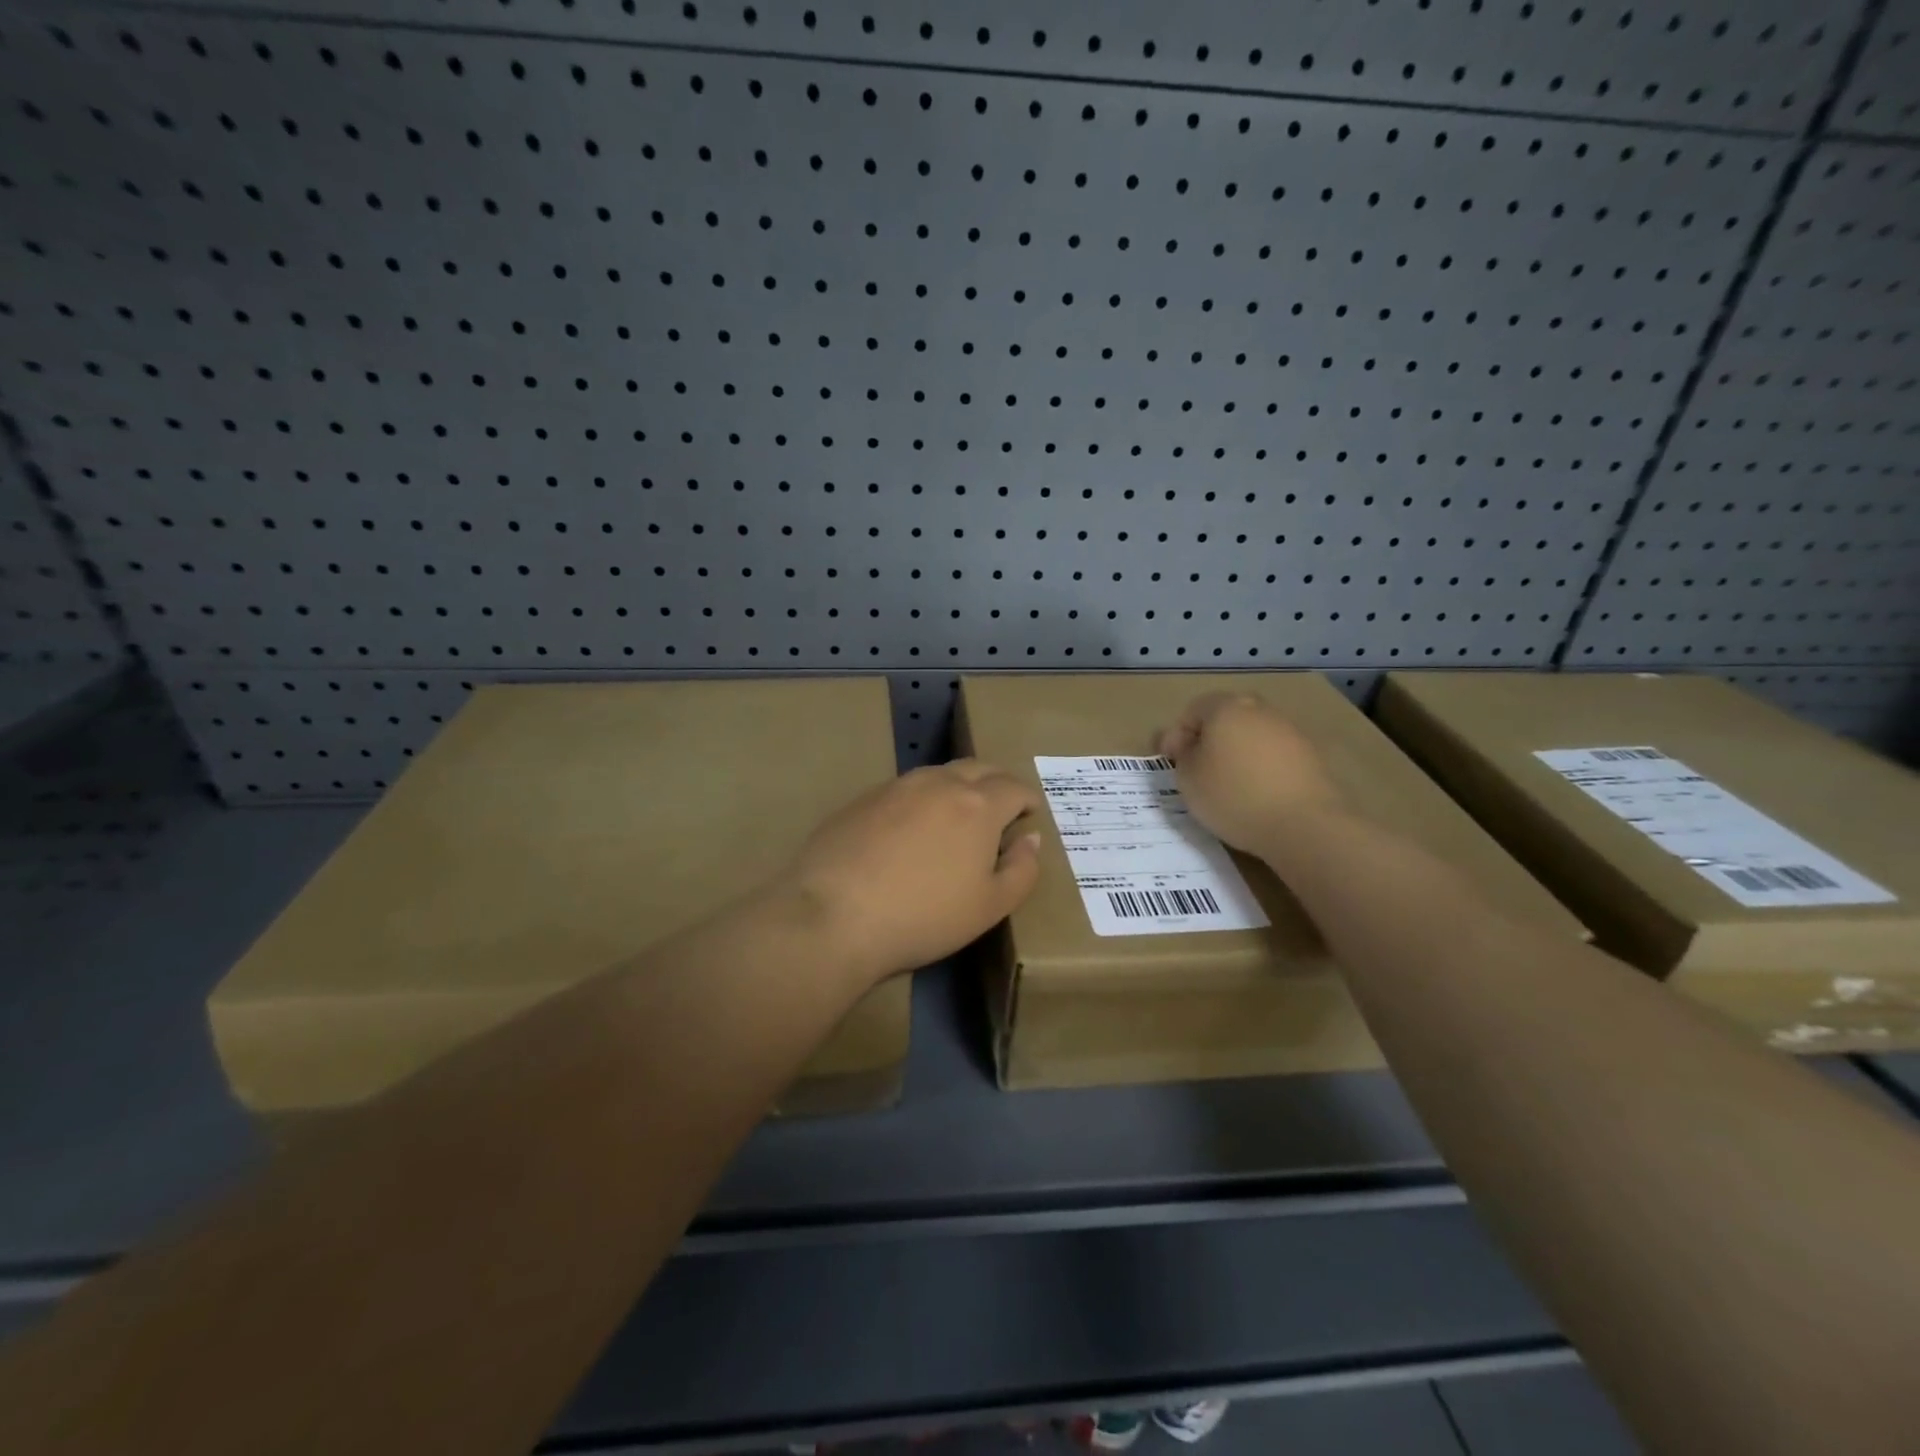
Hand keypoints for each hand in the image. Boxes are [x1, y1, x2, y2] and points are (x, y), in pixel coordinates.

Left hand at [777, 761, 1043, 983]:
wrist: (833, 915)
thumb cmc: (923, 916)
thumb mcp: (989, 907)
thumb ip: (1021, 869)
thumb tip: (1030, 838)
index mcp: (977, 805)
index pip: (1014, 787)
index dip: (1027, 799)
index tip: (1029, 814)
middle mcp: (939, 783)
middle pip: (978, 767)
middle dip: (997, 782)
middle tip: (1001, 807)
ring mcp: (896, 787)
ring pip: (938, 773)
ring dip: (958, 786)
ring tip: (957, 815)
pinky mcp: (862, 799)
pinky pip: (905, 789)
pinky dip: (921, 799)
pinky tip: (910, 829)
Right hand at [1156, 693, 1345, 851]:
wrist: (1303, 824)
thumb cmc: (1233, 795)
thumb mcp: (1187, 777)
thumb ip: (1181, 753)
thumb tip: (1186, 742)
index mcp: (1226, 707)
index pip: (1192, 711)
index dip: (1176, 736)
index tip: (1171, 763)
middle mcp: (1259, 710)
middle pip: (1225, 719)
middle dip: (1208, 741)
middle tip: (1197, 771)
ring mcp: (1289, 731)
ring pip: (1251, 736)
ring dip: (1236, 754)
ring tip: (1228, 786)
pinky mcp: (1310, 756)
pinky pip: (1273, 756)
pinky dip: (1260, 768)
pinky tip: (1255, 794)